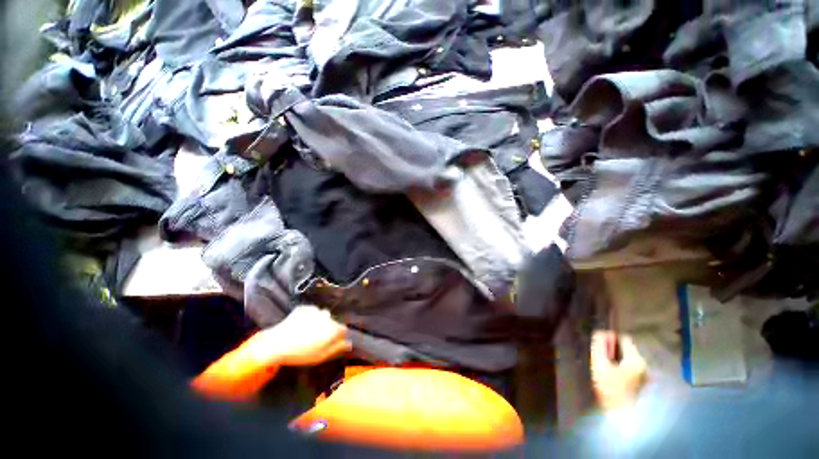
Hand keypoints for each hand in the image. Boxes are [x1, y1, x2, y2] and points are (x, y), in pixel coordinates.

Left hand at [244, 305, 349, 367]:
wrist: (276, 344)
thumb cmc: (301, 353)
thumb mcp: (321, 356)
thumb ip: (337, 348)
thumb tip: (349, 343)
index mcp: (333, 328)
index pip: (343, 330)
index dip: (338, 337)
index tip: (331, 343)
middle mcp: (328, 316)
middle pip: (333, 321)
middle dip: (328, 328)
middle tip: (317, 339)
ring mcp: (316, 310)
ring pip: (322, 315)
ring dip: (319, 322)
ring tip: (307, 332)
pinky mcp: (305, 307)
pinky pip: (311, 312)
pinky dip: (309, 317)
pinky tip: (300, 326)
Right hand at [590, 331, 647, 410]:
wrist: (621, 415)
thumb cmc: (609, 388)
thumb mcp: (599, 364)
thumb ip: (599, 346)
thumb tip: (599, 333)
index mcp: (636, 359)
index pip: (623, 338)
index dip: (610, 338)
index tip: (599, 342)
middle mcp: (643, 365)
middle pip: (626, 348)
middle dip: (612, 349)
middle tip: (600, 354)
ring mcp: (644, 375)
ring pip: (628, 358)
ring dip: (616, 357)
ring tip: (604, 364)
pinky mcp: (642, 383)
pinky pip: (630, 367)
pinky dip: (620, 366)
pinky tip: (612, 373)